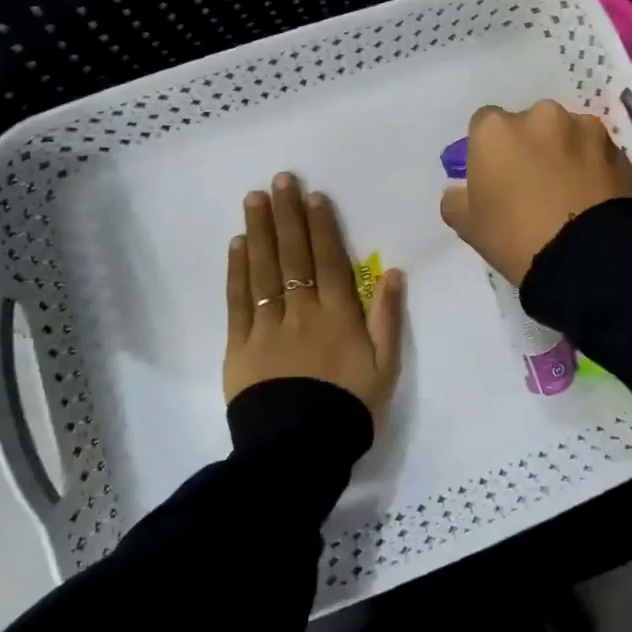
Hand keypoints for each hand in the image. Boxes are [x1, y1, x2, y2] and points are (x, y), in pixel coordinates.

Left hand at [224, 172, 404, 412]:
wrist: (298, 452)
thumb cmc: (348, 408)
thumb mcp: (384, 367)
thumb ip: (387, 317)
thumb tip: (394, 272)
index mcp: (338, 315)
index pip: (328, 259)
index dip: (321, 225)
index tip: (313, 195)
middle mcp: (302, 311)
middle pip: (294, 255)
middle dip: (287, 214)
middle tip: (279, 179)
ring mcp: (268, 325)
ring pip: (264, 269)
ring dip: (260, 231)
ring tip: (255, 198)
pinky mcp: (240, 345)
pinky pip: (239, 300)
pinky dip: (238, 270)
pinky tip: (237, 244)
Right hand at [439, 101, 631, 286]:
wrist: (586, 258)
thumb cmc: (515, 237)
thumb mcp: (468, 226)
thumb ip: (456, 200)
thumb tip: (459, 191)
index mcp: (496, 129)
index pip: (483, 125)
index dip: (488, 150)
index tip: (495, 176)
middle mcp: (540, 115)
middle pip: (528, 124)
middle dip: (529, 145)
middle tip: (533, 183)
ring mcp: (583, 127)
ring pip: (566, 133)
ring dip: (564, 151)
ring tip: (568, 190)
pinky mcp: (616, 147)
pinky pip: (596, 151)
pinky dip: (592, 165)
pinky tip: (592, 195)